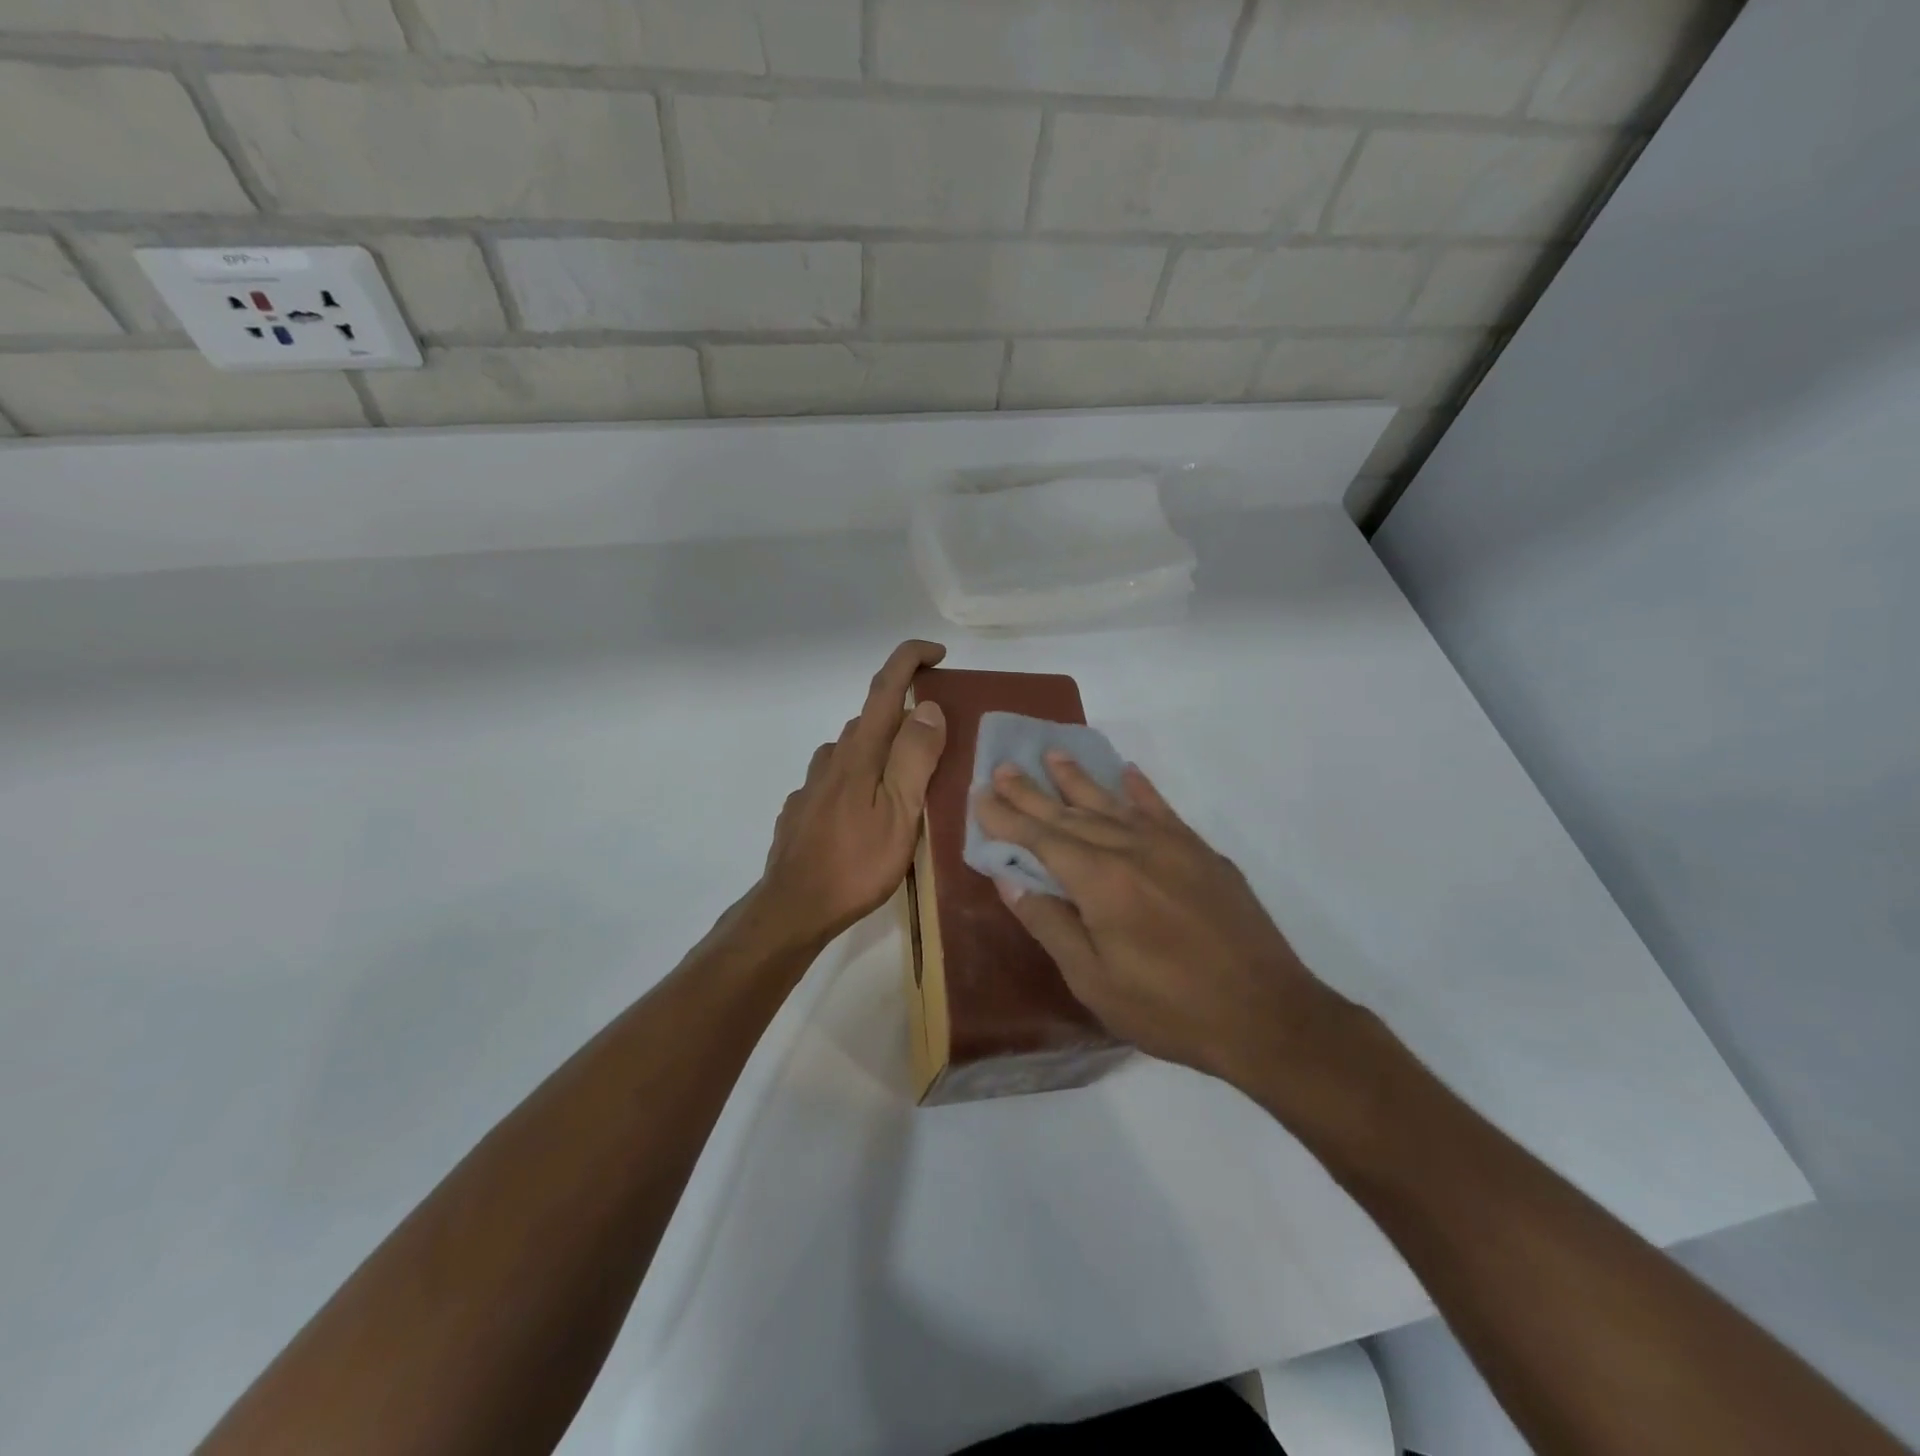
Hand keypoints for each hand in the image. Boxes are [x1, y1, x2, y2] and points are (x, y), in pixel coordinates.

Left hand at [753, 640, 948, 945]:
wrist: (793, 908)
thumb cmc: (855, 863)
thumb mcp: (900, 812)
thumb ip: (915, 757)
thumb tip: (928, 707)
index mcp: (860, 752)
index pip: (885, 687)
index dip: (910, 660)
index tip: (937, 654)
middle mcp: (833, 757)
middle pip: (872, 719)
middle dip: (905, 718)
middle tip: (939, 744)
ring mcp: (813, 784)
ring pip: (853, 750)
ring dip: (882, 752)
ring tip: (908, 785)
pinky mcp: (803, 808)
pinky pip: (838, 779)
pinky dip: (860, 779)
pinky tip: (868, 813)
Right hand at [973, 753, 1345, 1092]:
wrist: (1267, 1015)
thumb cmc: (1169, 1008)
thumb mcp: (1093, 980)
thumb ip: (1050, 923)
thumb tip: (1009, 878)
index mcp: (1100, 881)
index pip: (1040, 838)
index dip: (1007, 817)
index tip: (980, 794)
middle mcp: (1131, 849)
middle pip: (1070, 814)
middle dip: (1031, 792)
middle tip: (1002, 767)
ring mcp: (1171, 846)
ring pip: (1113, 803)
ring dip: (1079, 780)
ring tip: (1052, 755)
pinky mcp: (1202, 854)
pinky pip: (1162, 810)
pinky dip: (1140, 790)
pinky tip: (1127, 773)